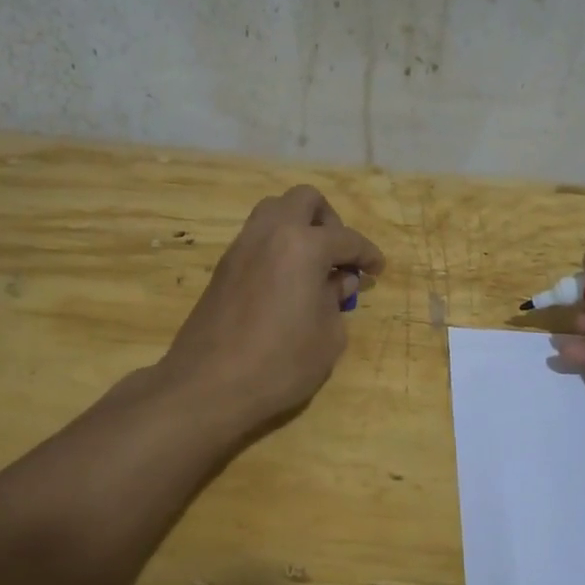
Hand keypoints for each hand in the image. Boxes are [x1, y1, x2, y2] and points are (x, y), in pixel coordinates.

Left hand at [158, 186, 384, 434]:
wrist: (207, 385)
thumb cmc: (279, 364)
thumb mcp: (328, 338)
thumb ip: (336, 300)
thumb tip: (338, 281)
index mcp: (303, 246)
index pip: (346, 238)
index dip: (367, 254)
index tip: (376, 270)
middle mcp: (270, 234)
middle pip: (304, 200)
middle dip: (329, 221)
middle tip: (338, 256)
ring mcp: (241, 247)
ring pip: (274, 211)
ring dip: (298, 227)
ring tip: (312, 265)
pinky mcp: (223, 266)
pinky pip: (257, 237)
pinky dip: (277, 246)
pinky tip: (286, 281)